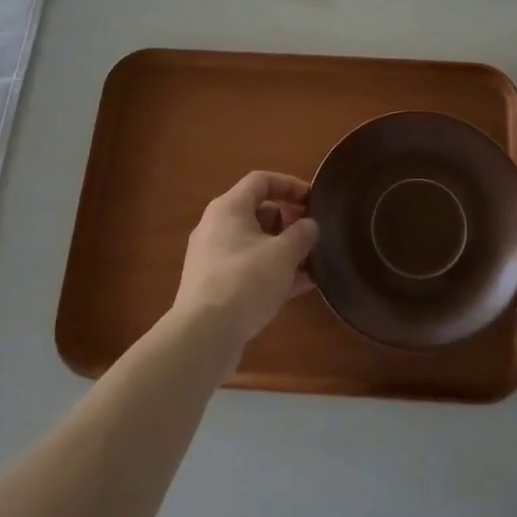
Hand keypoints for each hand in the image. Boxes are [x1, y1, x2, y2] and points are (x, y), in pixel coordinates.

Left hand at [172, 172, 320, 348]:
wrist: (203, 336)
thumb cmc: (245, 281)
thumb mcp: (283, 254)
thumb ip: (302, 234)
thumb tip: (310, 225)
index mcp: (229, 208)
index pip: (261, 181)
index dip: (290, 185)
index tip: (313, 200)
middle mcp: (216, 227)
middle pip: (258, 212)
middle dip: (289, 222)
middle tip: (312, 237)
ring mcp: (213, 258)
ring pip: (255, 244)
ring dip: (284, 251)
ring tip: (313, 264)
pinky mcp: (214, 286)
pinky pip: (248, 268)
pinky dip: (272, 272)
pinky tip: (299, 287)